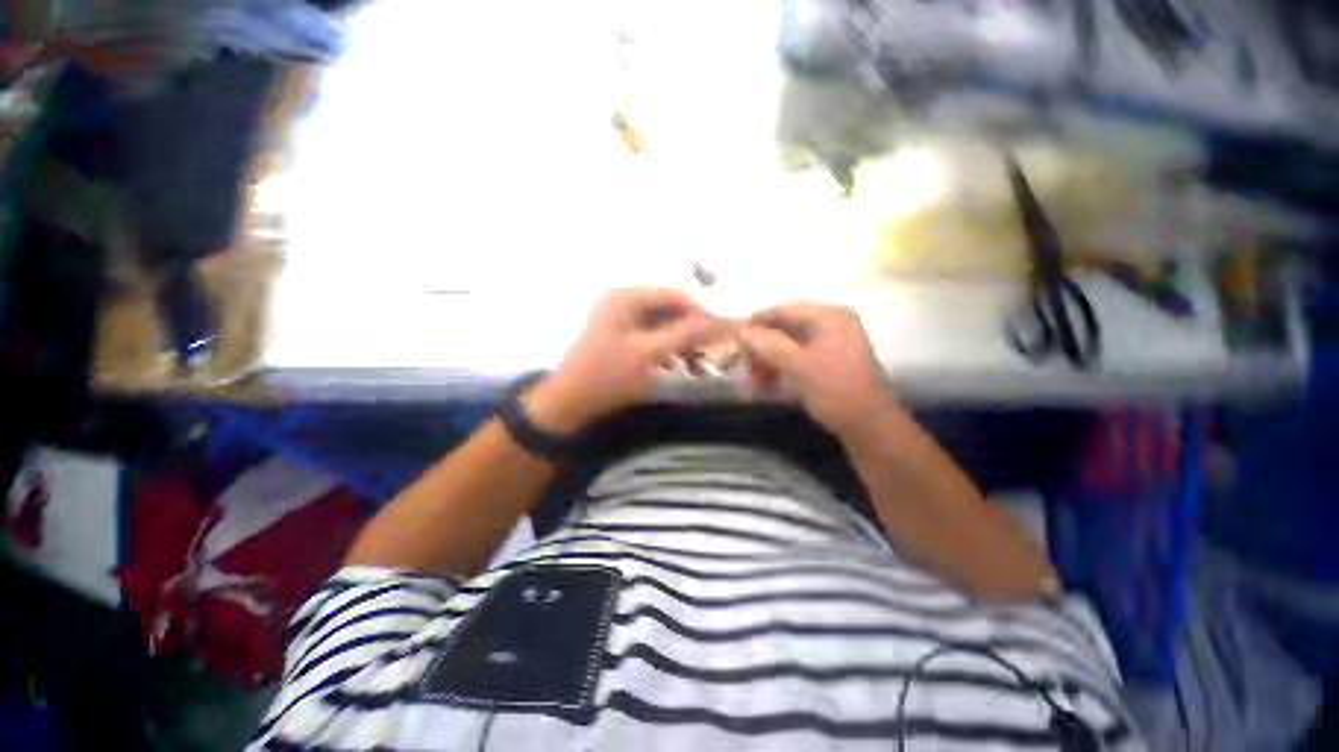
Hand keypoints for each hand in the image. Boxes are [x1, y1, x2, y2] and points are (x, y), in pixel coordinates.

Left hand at [525, 288, 724, 433]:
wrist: (567, 405)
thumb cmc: (607, 377)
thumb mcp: (650, 354)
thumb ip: (687, 334)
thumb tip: (723, 321)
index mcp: (627, 297)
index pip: (678, 295)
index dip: (703, 313)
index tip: (725, 335)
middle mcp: (624, 300)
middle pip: (671, 309)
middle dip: (693, 330)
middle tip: (713, 353)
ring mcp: (620, 318)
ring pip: (664, 324)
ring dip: (683, 342)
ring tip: (699, 364)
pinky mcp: (620, 336)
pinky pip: (653, 336)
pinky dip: (669, 349)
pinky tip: (680, 365)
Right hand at [739, 302, 897, 437]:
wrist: (870, 426)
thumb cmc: (837, 391)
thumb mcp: (801, 367)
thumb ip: (770, 345)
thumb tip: (742, 332)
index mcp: (829, 317)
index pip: (784, 310)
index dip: (757, 322)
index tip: (733, 337)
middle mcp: (830, 323)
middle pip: (784, 327)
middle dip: (761, 346)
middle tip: (741, 363)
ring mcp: (830, 342)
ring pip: (788, 344)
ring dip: (768, 360)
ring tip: (751, 379)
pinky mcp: (828, 360)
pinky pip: (796, 357)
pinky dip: (779, 368)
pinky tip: (766, 384)